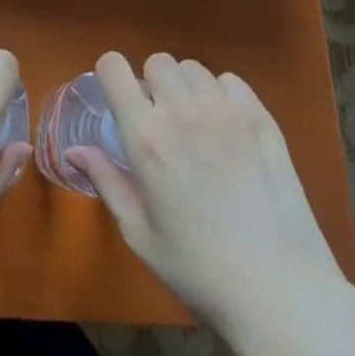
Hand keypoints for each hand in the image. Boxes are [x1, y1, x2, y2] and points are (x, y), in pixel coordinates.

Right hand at [67, 51, 344, 329]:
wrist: (281, 294)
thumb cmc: (200, 271)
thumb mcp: (141, 235)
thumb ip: (107, 182)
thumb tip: (73, 150)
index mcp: (146, 137)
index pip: (113, 66)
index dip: (111, 76)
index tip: (118, 100)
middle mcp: (182, 111)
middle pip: (157, 61)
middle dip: (153, 84)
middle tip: (162, 122)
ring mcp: (225, 110)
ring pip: (194, 68)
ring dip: (187, 89)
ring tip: (197, 126)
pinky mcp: (261, 117)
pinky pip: (231, 81)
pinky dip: (223, 96)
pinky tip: (229, 131)